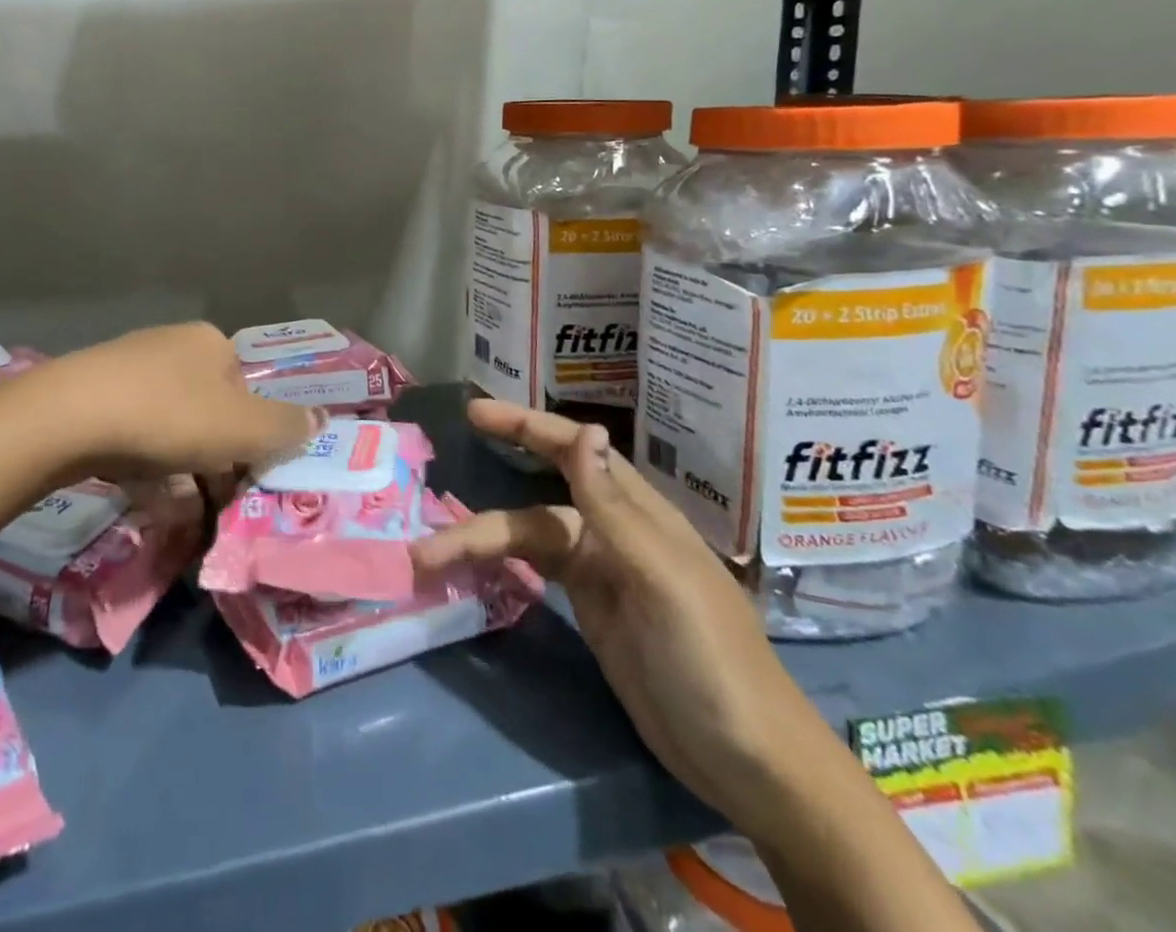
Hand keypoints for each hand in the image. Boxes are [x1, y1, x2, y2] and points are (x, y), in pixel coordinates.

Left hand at [16, 322, 323, 482]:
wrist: (69, 416)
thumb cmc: (170, 416)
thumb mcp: (243, 428)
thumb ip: (286, 426)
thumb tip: (321, 419)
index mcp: (212, 344)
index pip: (248, 393)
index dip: (253, 438)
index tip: (246, 479)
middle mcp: (173, 347)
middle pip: (210, 412)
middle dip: (216, 462)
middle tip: (215, 505)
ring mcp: (129, 369)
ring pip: (171, 429)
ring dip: (183, 473)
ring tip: (182, 516)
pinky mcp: (93, 395)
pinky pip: (134, 436)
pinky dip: (146, 469)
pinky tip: (146, 499)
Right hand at [413, 400, 852, 839]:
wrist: (749, 763)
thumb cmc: (711, 658)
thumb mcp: (661, 577)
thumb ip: (613, 505)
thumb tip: (583, 429)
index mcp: (635, 513)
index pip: (572, 450)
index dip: (524, 425)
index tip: (474, 412)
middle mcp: (611, 532)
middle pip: (534, 502)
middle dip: (483, 500)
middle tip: (430, 496)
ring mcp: (599, 573)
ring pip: (525, 540)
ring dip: (478, 545)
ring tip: (426, 559)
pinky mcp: (589, 609)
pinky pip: (532, 572)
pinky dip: (498, 566)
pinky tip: (469, 569)